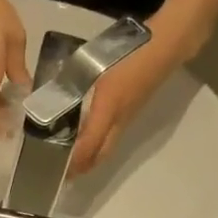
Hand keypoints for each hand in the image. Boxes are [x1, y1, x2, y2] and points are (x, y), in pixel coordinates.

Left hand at [68, 27, 189, 177]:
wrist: (166, 46)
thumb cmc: (129, 52)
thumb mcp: (94, 64)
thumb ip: (73, 84)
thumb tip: (52, 100)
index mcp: (108, 109)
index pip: (89, 146)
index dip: (73, 161)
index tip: (55, 167)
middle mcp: (119, 121)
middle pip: (100, 155)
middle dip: (81, 167)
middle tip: (61, 172)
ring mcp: (127, 119)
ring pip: (107, 148)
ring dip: (90, 158)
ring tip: (70, 160)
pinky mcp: (132, 113)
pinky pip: (112, 137)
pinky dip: (97, 144)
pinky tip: (86, 138)